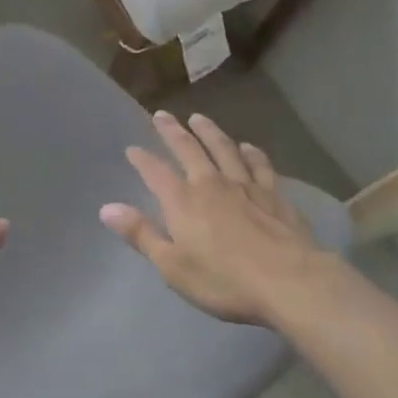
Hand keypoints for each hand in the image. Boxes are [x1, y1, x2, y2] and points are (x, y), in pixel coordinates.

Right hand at [100, 112, 331, 325]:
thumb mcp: (173, 266)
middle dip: (172, 131)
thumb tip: (106, 208)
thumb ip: (141, 234)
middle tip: (162, 114)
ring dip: (209, 132)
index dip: (142, 159)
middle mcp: (210, 184)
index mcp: (182, 201)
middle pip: (188, 149)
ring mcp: (245, 186)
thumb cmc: (225, 280)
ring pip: (224, 149)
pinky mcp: (274, 196)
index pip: (155, 172)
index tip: (132, 148)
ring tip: (199, 118)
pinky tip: (248, 147)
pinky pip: (260, 166)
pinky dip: (251, 153)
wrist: (291, 283)